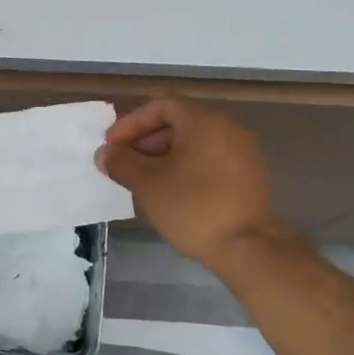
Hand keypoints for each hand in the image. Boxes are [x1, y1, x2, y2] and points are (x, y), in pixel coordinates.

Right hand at [97, 96, 296, 267]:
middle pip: (178, 123)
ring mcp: (242, 152)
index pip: (161, 106)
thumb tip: (105, 153)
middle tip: (124, 165)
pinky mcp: (249, 177)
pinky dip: (185, 168)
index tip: (112, 146)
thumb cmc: (193, 207)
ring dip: (163, 157)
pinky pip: (209, 161)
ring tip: (142, 182)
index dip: (132, 123)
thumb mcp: (148, 184)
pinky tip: (169, 193)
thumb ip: (122, 162)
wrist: (248, 248)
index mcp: (204, 121)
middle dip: (145, 141)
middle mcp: (227, 128)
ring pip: (193, 144)